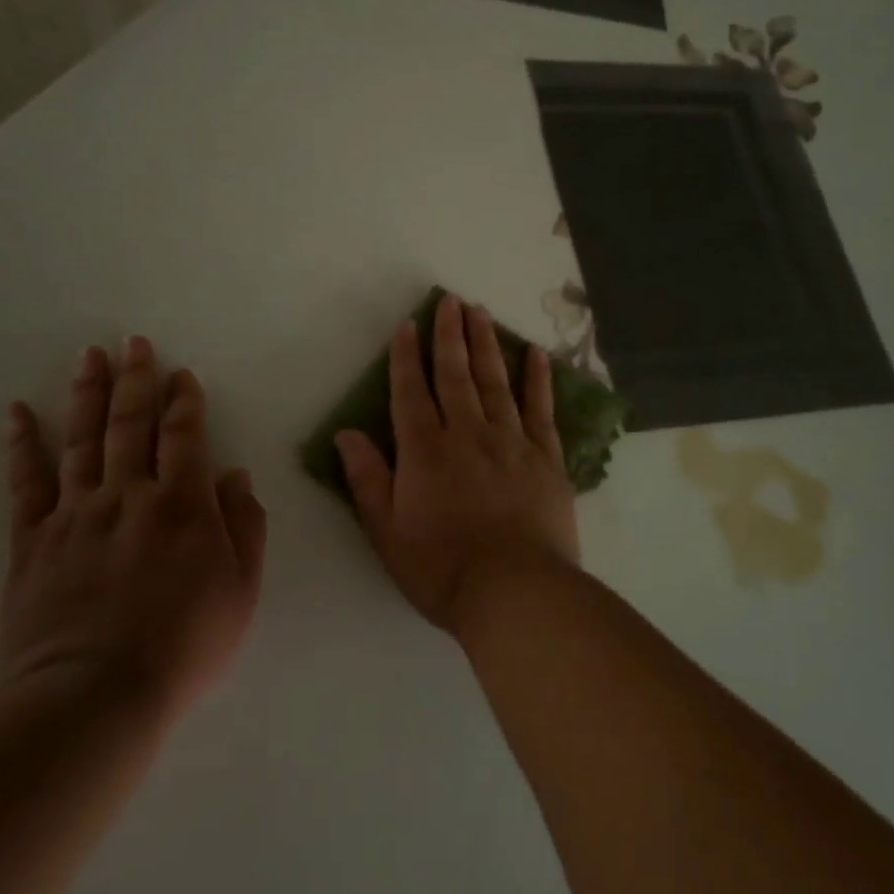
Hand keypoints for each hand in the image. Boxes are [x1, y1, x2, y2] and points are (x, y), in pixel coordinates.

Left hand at [0, 337, 265, 719]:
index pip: (184, 435)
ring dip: (87, 393)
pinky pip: (26, 482)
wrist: (97, 694)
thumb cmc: (184, 643)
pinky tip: (17, 411)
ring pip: (82, 439)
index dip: (184, 401)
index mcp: (183, 504)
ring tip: (89, 356)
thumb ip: (245, 527)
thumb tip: (235, 477)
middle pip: (131, 423)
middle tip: (133, 342)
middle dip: (136, 379)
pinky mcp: (33, 539)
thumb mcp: (241, 589)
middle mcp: (129, 494)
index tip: (181, 375)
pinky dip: (21, 443)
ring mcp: (77, 513)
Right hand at [336, 295, 578, 634]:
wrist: (515, 592)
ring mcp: (511, 442)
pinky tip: (536, 353)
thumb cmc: (442, 568)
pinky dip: (538, 379)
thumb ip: (368, 479)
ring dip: (487, 344)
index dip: (406, 357)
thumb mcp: (387, 532)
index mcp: (425, 451)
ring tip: (481, 312)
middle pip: (456, 374)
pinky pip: (541, 409)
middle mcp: (467, 434)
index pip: (411, 392)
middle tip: (450, 301)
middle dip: (450, 335)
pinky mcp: (546, 457)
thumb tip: (347, 433)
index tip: (407, 325)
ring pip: (496, 382)